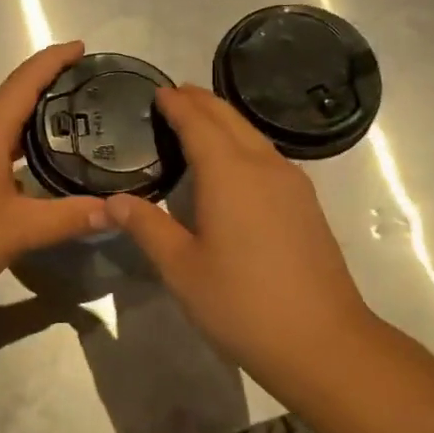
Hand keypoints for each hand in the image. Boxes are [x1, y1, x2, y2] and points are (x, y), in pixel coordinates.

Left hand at [0, 42, 108, 303]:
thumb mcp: (18, 229)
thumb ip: (68, 217)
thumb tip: (115, 210)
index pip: (25, 81)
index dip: (54, 60)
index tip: (82, 47)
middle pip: (12, 100)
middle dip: (50, 91)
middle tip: (90, 96)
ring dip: (32, 124)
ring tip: (71, 131)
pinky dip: (15, 150)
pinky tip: (33, 174)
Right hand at [104, 85, 375, 406]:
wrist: (322, 341)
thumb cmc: (241, 303)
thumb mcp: (181, 268)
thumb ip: (146, 227)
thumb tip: (112, 202)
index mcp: (230, 174)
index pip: (199, 123)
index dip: (177, 104)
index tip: (158, 91)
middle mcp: (264, 167)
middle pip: (230, 119)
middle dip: (201, 102)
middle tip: (175, 95)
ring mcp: (292, 185)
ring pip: (253, 136)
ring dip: (224, 121)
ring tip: (198, 122)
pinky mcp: (306, 205)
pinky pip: (268, 156)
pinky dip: (242, 144)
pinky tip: (233, 165)